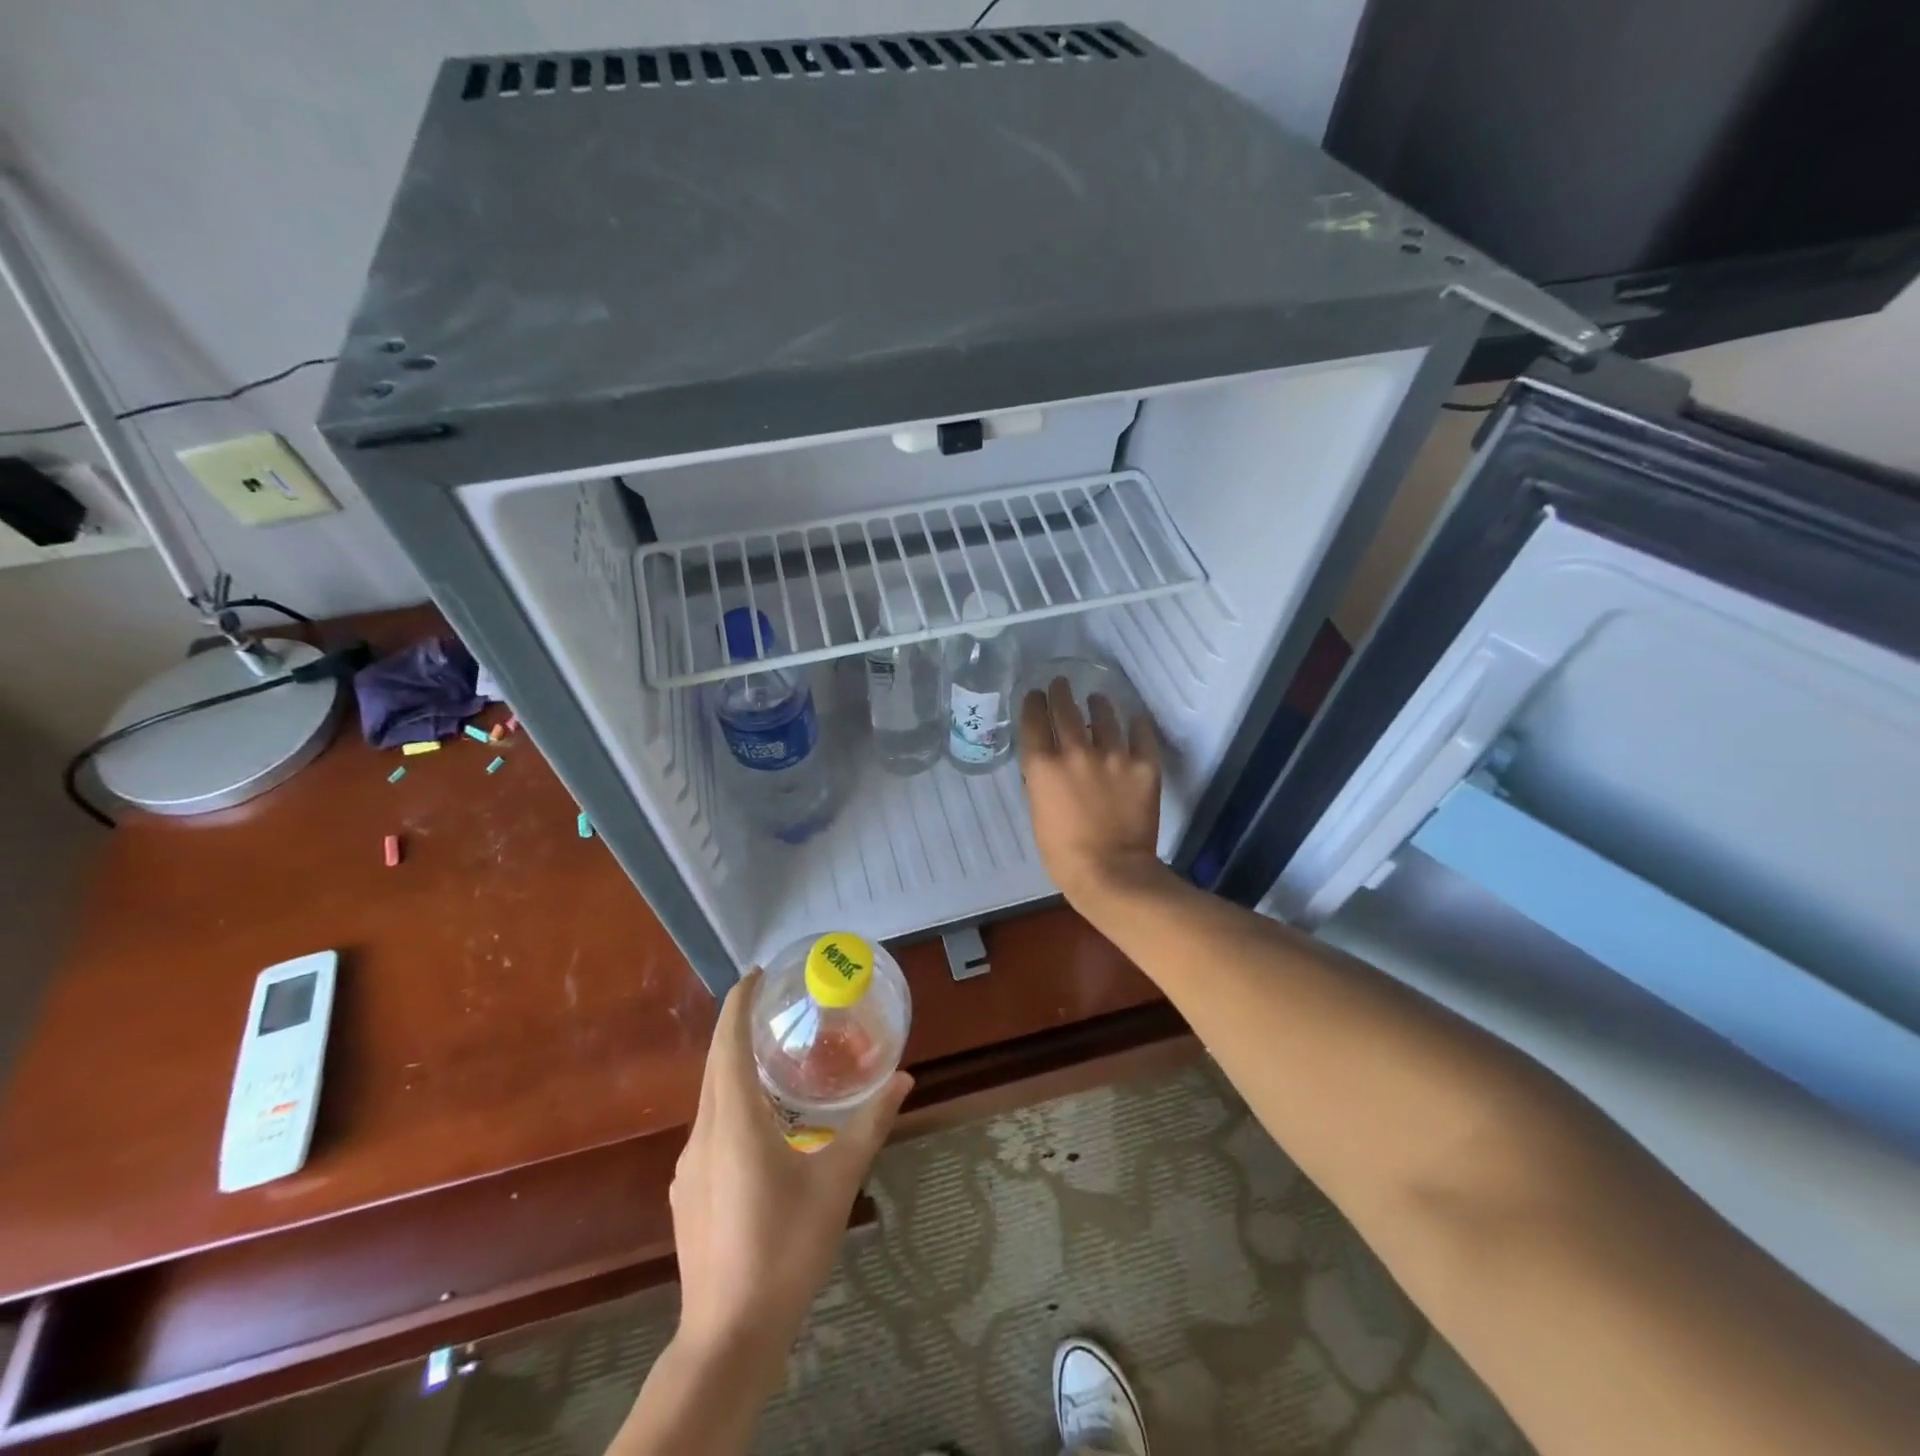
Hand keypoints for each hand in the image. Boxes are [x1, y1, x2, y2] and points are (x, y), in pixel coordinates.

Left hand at [668, 969, 911, 1383]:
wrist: (728, 1337)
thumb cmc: (786, 1246)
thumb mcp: (838, 1180)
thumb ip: (870, 1124)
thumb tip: (904, 1079)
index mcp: (733, 1119)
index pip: (727, 1042)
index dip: (737, 1002)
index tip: (754, 974)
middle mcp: (703, 1133)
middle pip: (715, 1066)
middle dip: (738, 1031)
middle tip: (775, 1011)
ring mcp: (688, 1167)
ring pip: (711, 1100)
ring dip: (736, 1072)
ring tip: (776, 1066)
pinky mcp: (686, 1195)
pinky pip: (709, 1131)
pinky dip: (732, 1109)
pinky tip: (763, 1132)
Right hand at [1018, 677, 1164, 903]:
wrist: (1111, 872)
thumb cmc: (1063, 853)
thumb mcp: (1038, 813)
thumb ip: (1041, 782)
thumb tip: (1047, 763)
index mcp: (1043, 766)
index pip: (1034, 720)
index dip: (1033, 703)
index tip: (1035, 695)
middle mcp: (1075, 751)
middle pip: (1065, 709)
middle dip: (1060, 692)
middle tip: (1060, 683)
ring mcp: (1113, 755)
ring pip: (1104, 715)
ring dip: (1097, 704)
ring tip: (1097, 699)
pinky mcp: (1143, 765)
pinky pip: (1141, 734)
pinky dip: (1136, 724)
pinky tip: (1134, 718)